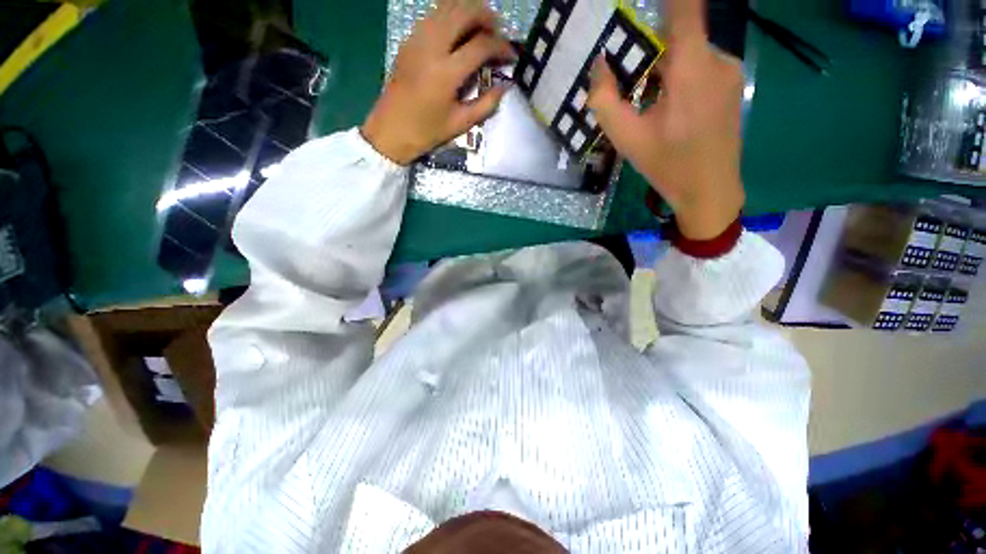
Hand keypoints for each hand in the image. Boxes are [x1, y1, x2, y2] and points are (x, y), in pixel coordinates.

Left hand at [362, 0, 514, 164]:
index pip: (481, 45)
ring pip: (447, 6)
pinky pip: (433, 15)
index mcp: (446, 73)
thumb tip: (505, 87)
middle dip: (486, 16)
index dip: (501, 47)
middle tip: (498, 32)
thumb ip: (486, 104)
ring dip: (469, 11)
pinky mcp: (409, 40)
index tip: (511, 56)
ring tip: (481, 28)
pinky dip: (451, 16)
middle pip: (464, 11)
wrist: (390, 130)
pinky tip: (459, 32)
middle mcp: (431, 47)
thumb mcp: (460, 124)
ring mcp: (417, 39)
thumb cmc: (426, 131)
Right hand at [587, 0, 744, 239]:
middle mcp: (716, 58)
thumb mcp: (625, 137)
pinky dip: (681, 77)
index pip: (684, 7)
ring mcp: (729, 70)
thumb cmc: (666, 164)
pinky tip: (671, 109)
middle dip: (651, 53)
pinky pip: (701, 66)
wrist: (709, 189)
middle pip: (678, 36)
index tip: (644, 1)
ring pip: (689, 53)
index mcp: (691, 67)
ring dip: (665, 69)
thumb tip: (599, 65)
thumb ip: (604, 100)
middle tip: (631, 85)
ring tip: (650, 105)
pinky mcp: (733, 84)